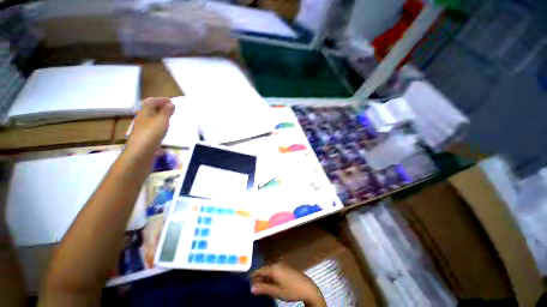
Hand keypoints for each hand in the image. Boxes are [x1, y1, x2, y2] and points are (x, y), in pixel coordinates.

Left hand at [127, 97, 174, 157]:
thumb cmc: (152, 132)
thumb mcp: (162, 120)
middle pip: (150, 108)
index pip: (151, 101)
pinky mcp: (145, 135)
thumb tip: (171, 103)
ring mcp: (143, 127)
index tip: (171, 101)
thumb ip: (167, 111)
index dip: (161, 99)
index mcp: (145, 111)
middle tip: (170, 108)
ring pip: (151, 117)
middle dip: (160, 106)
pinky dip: (159, 123)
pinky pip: (153, 125)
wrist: (141, 151)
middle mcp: (142, 117)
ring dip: (159, 115)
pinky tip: (164, 127)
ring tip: (169, 116)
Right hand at [251, 263, 324, 306]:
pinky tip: (270, 283)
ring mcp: (282, 265)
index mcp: (274, 268)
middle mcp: (277, 264)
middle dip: (258, 277)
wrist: (307, 287)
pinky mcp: (285, 267)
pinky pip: (274, 270)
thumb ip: (264, 289)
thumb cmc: (291, 290)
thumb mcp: (277, 292)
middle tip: (253, 286)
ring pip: (269, 270)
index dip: (253, 276)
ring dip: (264, 277)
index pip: (260, 270)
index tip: (247, 282)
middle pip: (264, 269)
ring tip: (260, 286)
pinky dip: (270, 276)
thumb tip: (252, 288)